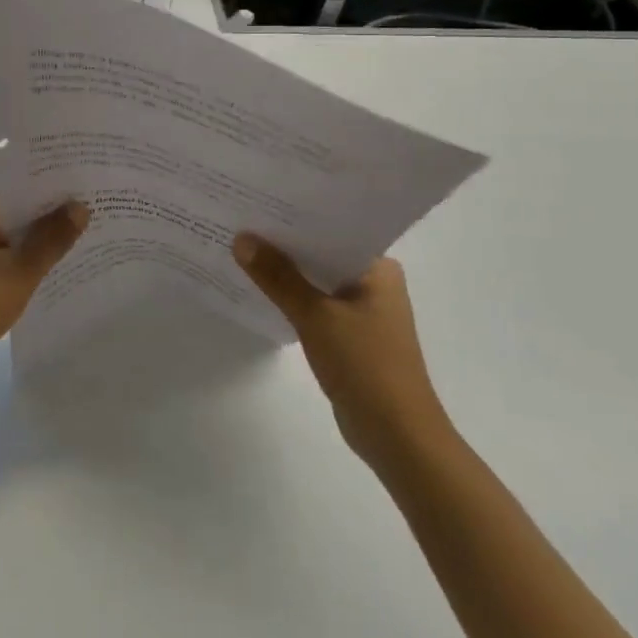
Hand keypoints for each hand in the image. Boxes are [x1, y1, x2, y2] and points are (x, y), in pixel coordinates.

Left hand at [0, 199, 88, 397]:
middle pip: (27, 217)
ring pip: (23, 245)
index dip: (62, 190)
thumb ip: (51, 238)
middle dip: (61, 219)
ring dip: (51, 246)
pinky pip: (15, 269)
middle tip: (106, 216)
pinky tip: (66, 277)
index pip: (29, 190)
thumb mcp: (19, 270)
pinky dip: (36, 270)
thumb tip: (80, 204)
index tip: (98, 190)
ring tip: (97, 243)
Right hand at [233, 235, 451, 470]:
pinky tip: (259, 290)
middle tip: (240, 220)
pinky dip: (292, 298)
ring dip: (286, 272)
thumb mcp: (315, 316)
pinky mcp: (350, 335)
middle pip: (321, 253)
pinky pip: (315, 304)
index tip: (258, 202)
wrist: (397, 435)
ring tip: (241, 249)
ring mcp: (363, 310)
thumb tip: (242, 239)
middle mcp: (374, 282)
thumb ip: (277, 277)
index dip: (295, 216)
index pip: (333, 228)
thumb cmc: (365, 365)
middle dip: (284, 242)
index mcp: (378, 268)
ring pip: (316, 280)